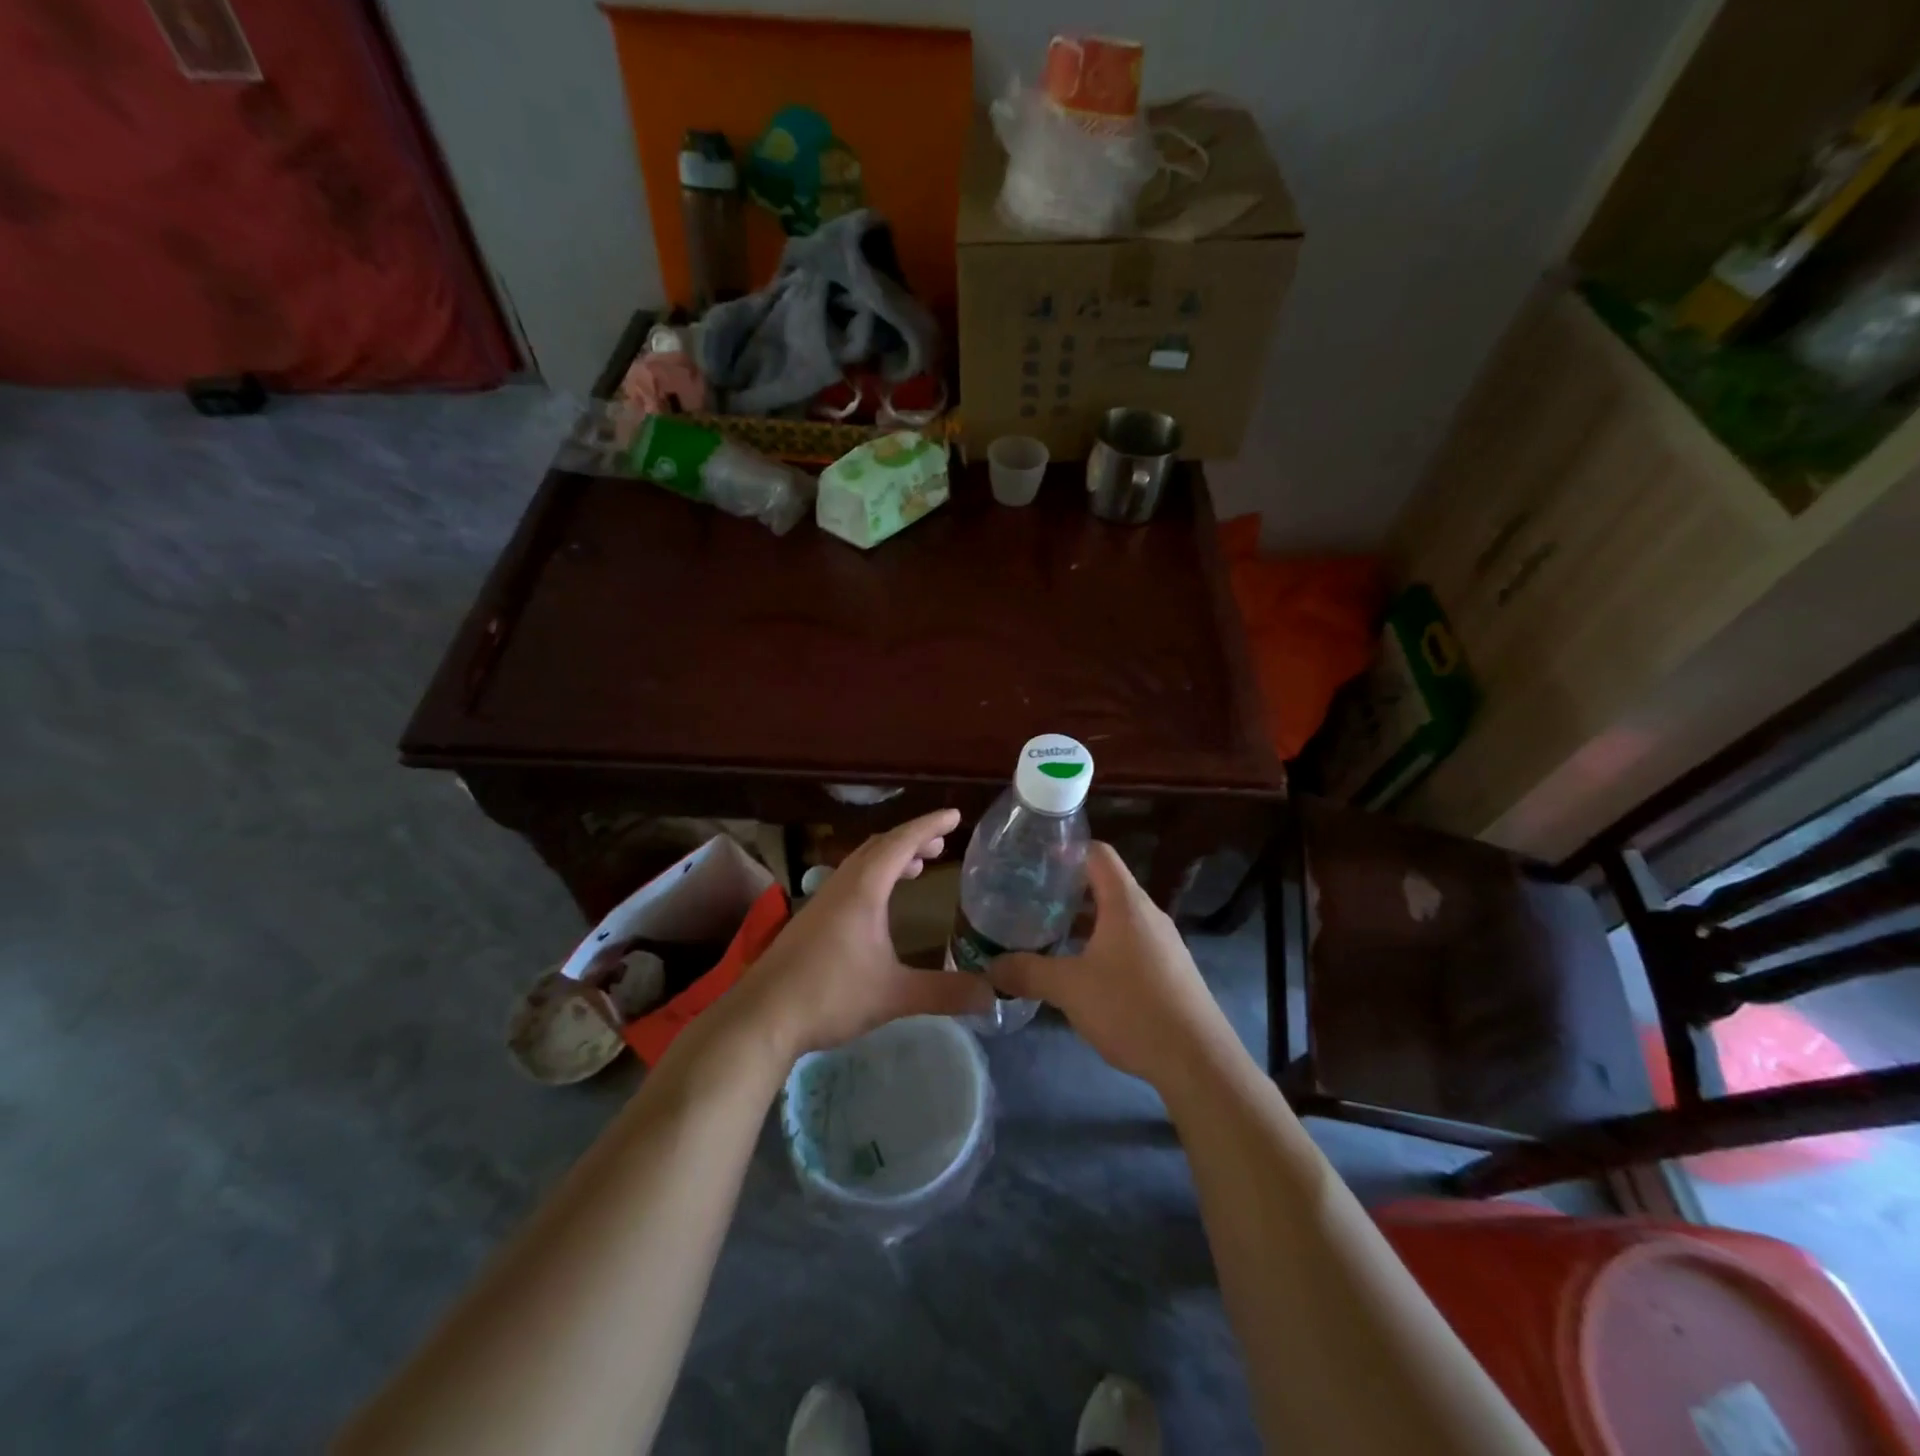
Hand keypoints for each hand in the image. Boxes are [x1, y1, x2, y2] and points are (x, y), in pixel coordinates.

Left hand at [731, 809, 992, 1058]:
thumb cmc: (829, 996)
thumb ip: (944, 992)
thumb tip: (993, 994)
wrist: (761, 1017)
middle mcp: (841, 885)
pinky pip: (849, 881)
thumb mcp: (894, 994)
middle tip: (941, 844)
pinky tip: (878, 907)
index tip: (955, 815)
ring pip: (861, 864)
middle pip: (879, 847)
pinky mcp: (810, 920)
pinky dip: (873, 878)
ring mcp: (821, 901)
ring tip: (917, 868)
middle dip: (912, 839)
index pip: (901, 842)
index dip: (929, 825)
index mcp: (863, 889)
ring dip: (891, 858)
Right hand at [988, 842, 1235, 1088]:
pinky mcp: (1169, 970)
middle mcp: (1148, 914)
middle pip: (1105, 884)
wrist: (1198, 1061)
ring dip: (1084, 922)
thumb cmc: (1132, 1008)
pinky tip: (1081, 972)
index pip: (1097, 853)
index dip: (1066, 850)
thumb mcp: (1070, 989)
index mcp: (1126, 903)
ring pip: (1116, 917)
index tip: (1033, 861)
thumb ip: (1028, 973)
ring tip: (1047, 935)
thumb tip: (990, 968)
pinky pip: (1130, 943)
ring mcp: (1163, 943)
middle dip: (1067, 891)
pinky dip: (1102, 946)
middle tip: (1029, 901)